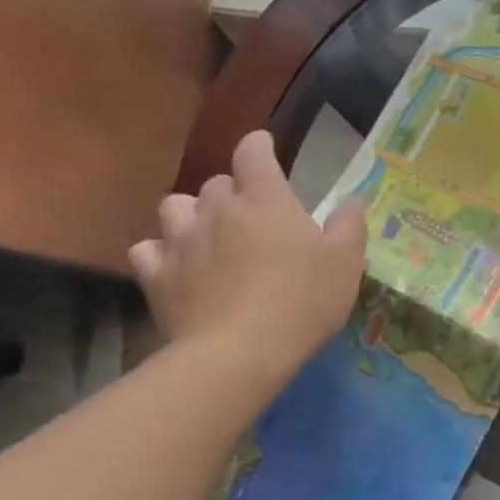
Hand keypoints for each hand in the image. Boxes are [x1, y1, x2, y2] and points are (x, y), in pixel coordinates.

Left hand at [128, 131, 365, 372]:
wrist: (238, 353)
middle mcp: (218, 210)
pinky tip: (175, 266)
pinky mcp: (157, 276)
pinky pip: (147, 249)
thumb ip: (349, 225)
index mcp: (265, 199)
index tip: (265, 149)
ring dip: (191, 213)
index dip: (258, 145)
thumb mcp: (345, 263)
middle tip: (251, 214)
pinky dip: (160, 252)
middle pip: (216, 182)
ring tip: (207, 233)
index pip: (252, 151)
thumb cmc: (302, 301)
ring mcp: (181, 241)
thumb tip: (352, 201)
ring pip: (175, 206)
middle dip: (233, 191)